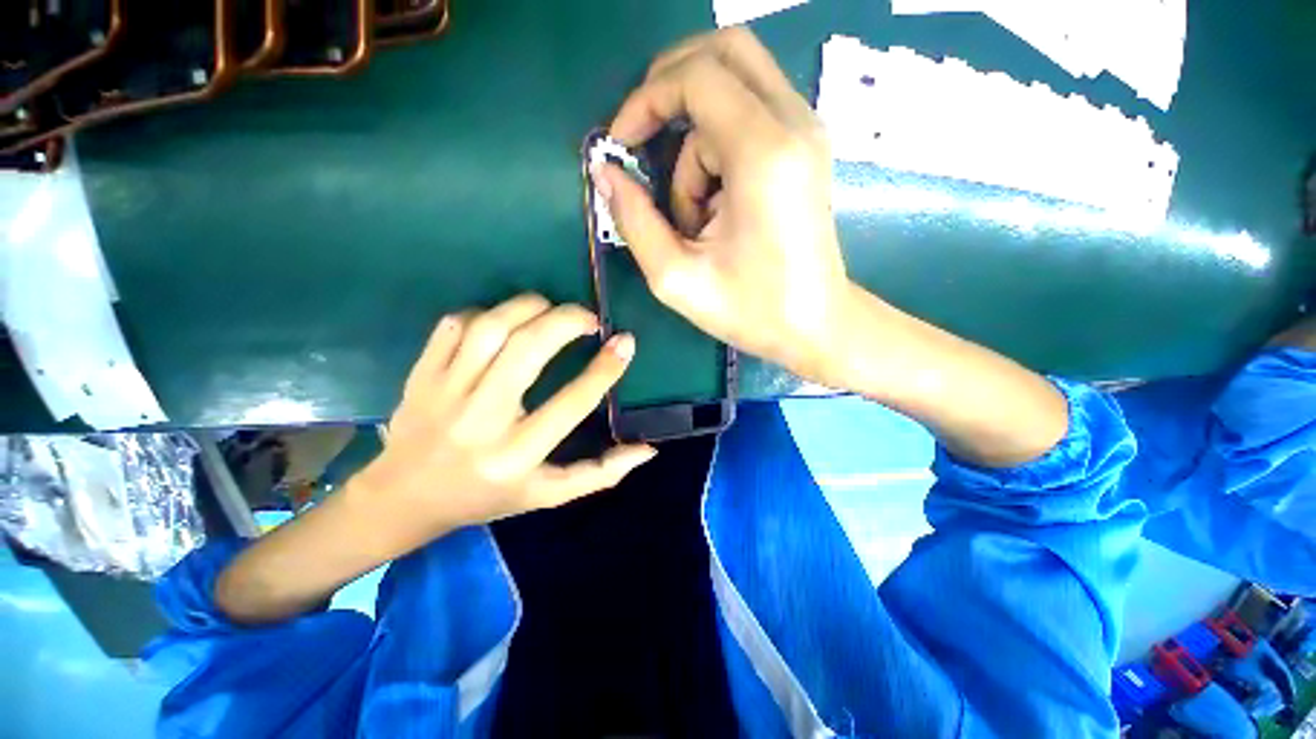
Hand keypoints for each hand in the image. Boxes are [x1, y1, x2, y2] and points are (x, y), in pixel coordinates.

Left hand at [358, 293, 655, 532]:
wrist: (404, 498)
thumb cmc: (487, 497)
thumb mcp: (548, 495)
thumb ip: (599, 473)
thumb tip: (647, 450)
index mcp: (516, 456)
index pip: (572, 402)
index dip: (605, 368)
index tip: (625, 342)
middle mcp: (480, 421)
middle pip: (527, 350)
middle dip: (567, 321)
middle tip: (588, 318)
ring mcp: (443, 394)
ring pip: (490, 328)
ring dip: (529, 307)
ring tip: (551, 310)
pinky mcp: (420, 375)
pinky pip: (455, 325)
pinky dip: (488, 313)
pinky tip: (505, 321)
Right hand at [594, 28, 851, 382]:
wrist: (816, 324)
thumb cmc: (751, 310)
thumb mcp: (676, 278)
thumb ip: (634, 221)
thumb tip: (605, 173)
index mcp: (764, 154)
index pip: (697, 75)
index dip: (646, 100)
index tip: (620, 144)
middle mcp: (794, 125)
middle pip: (724, 51)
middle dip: (669, 87)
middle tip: (642, 140)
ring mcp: (806, 131)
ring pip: (732, 90)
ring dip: (694, 143)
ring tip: (694, 217)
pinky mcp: (804, 147)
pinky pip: (748, 115)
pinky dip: (716, 149)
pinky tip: (716, 206)